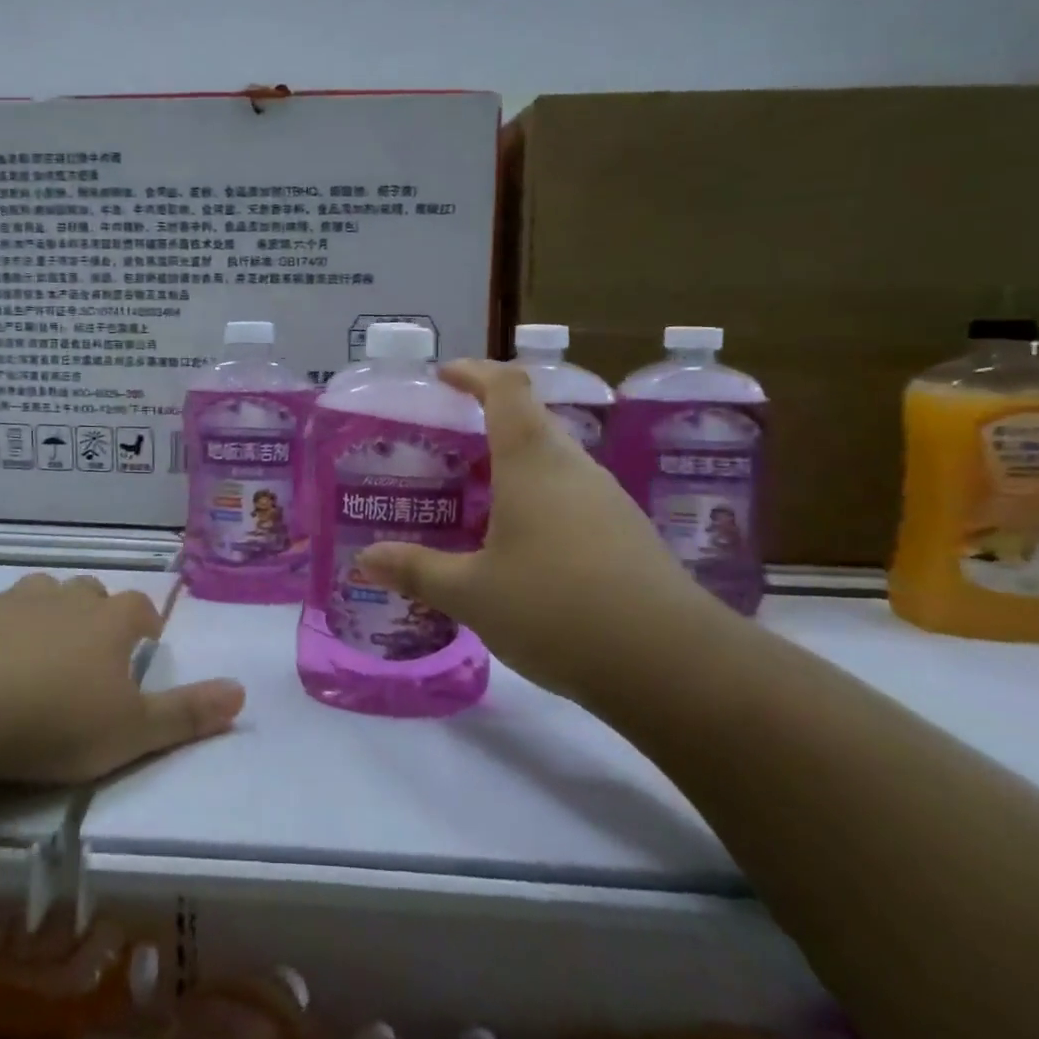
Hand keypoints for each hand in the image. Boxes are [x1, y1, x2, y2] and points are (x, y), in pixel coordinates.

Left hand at [0, 573, 245, 784]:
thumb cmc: (53, 721)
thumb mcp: (130, 731)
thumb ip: (187, 713)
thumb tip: (243, 690)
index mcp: (108, 622)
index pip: (139, 607)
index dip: (146, 623)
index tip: (146, 644)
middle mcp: (65, 600)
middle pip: (90, 592)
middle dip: (98, 614)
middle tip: (94, 651)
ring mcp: (14, 603)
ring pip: (44, 593)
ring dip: (51, 613)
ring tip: (45, 650)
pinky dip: (3, 628)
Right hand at [356, 359, 715, 699]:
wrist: (673, 666)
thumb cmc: (557, 608)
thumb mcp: (471, 593)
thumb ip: (416, 570)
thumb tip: (365, 559)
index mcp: (533, 461)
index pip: (506, 388)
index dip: (474, 372)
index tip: (443, 376)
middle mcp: (574, 468)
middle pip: (529, 422)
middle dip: (484, 426)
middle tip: (443, 451)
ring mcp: (608, 501)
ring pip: (552, 464)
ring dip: (511, 469)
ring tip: (470, 500)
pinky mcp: (627, 536)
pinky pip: (571, 499)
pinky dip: (536, 504)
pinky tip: (516, 548)